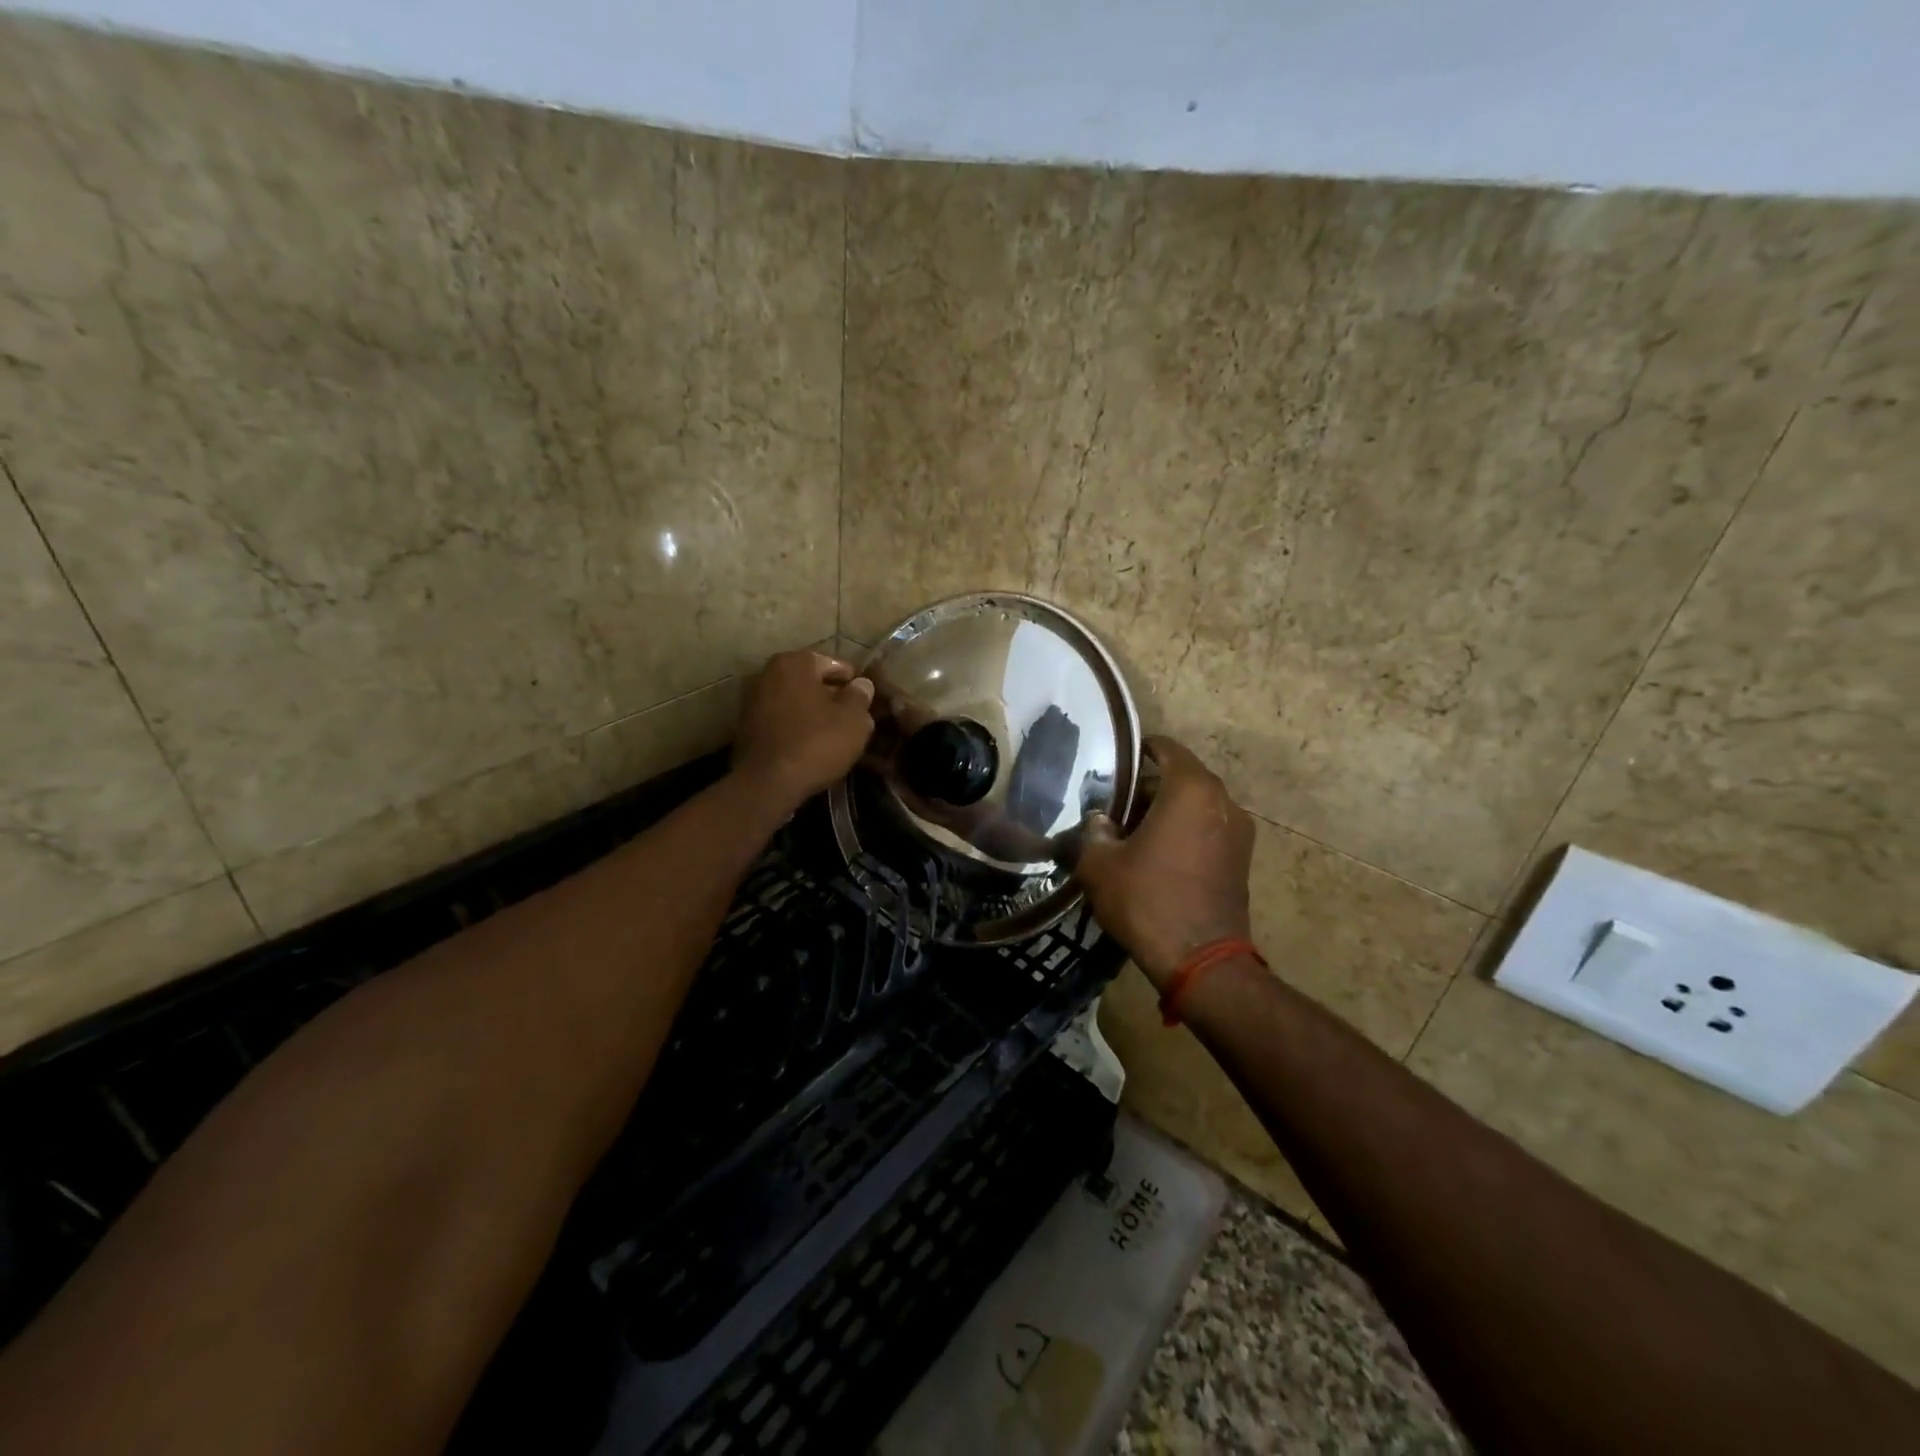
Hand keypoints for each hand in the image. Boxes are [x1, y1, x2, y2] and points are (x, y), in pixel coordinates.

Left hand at [732, 650, 876, 810]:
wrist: (768, 783)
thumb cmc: (816, 743)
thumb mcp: (853, 720)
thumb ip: (860, 696)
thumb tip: (862, 685)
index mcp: (794, 663)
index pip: (832, 663)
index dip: (852, 680)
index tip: (865, 697)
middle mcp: (767, 673)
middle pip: (809, 680)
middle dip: (830, 695)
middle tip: (851, 715)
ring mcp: (751, 699)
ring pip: (792, 700)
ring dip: (811, 711)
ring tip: (832, 731)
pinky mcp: (744, 726)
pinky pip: (779, 719)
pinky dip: (794, 725)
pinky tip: (809, 743)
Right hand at [1072, 736, 1255, 988]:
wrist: (1201, 961)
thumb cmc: (1147, 900)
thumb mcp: (1100, 864)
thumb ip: (1094, 831)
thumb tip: (1100, 821)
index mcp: (1190, 789)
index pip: (1165, 749)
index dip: (1139, 750)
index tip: (1116, 762)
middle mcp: (1222, 801)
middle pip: (1180, 779)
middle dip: (1147, 789)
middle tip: (1114, 808)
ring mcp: (1239, 832)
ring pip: (1195, 806)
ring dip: (1167, 813)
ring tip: (1132, 835)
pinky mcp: (1242, 860)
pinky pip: (1208, 830)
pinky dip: (1184, 833)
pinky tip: (1156, 858)